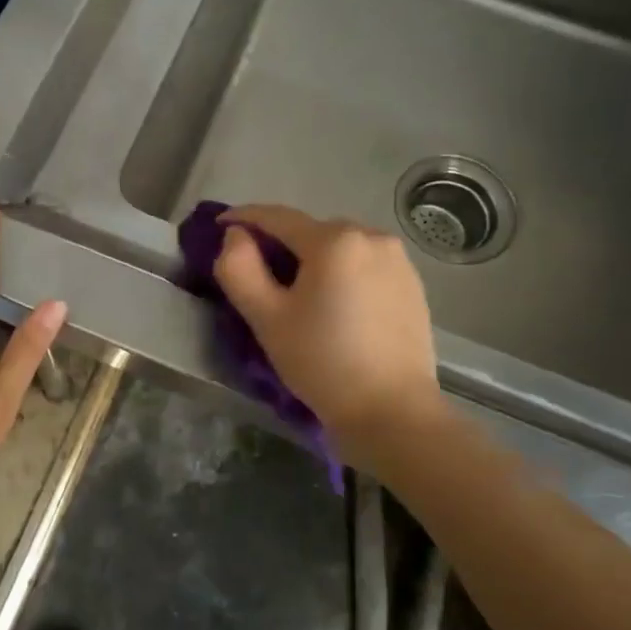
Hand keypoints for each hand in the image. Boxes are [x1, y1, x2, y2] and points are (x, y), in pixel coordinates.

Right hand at [214, 204, 446, 459]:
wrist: (393, 412)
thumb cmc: (322, 362)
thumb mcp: (266, 317)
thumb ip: (239, 268)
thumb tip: (236, 236)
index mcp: (334, 240)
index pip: (277, 217)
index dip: (243, 218)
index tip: (218, 224)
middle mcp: (371, 236)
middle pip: (310, 231)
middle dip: (280, 245)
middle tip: (255, 273)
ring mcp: (398, 260)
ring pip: (339, 248)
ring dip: (312, 260)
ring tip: (295, 293)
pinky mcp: (412, 284)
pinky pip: (363, 265)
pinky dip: (340, 274)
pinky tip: (332, 305)